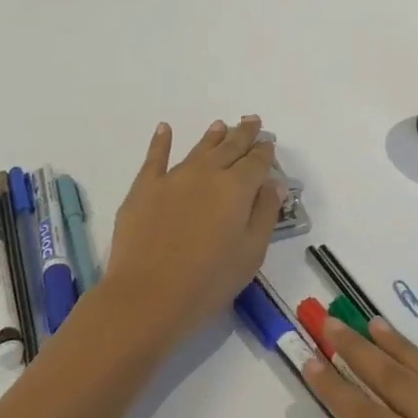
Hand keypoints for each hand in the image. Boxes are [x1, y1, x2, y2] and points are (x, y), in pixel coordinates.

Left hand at [102, 118, 281, 343]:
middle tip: (251, 120)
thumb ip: (265, 213)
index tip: (268, 142)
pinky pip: (155, 158)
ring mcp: (172, 178)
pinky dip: (161, 141)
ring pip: (198, 149)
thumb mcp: (251, 253)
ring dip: (213, 136)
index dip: (264, 151)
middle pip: (229, 148)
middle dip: (243, 134)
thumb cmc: (208, 282)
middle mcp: (206, 174)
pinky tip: (164, 128)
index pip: (256, 162)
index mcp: (236, 188)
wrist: (147, 296)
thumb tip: (273, 184)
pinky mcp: (144, 189)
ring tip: (221, 125)